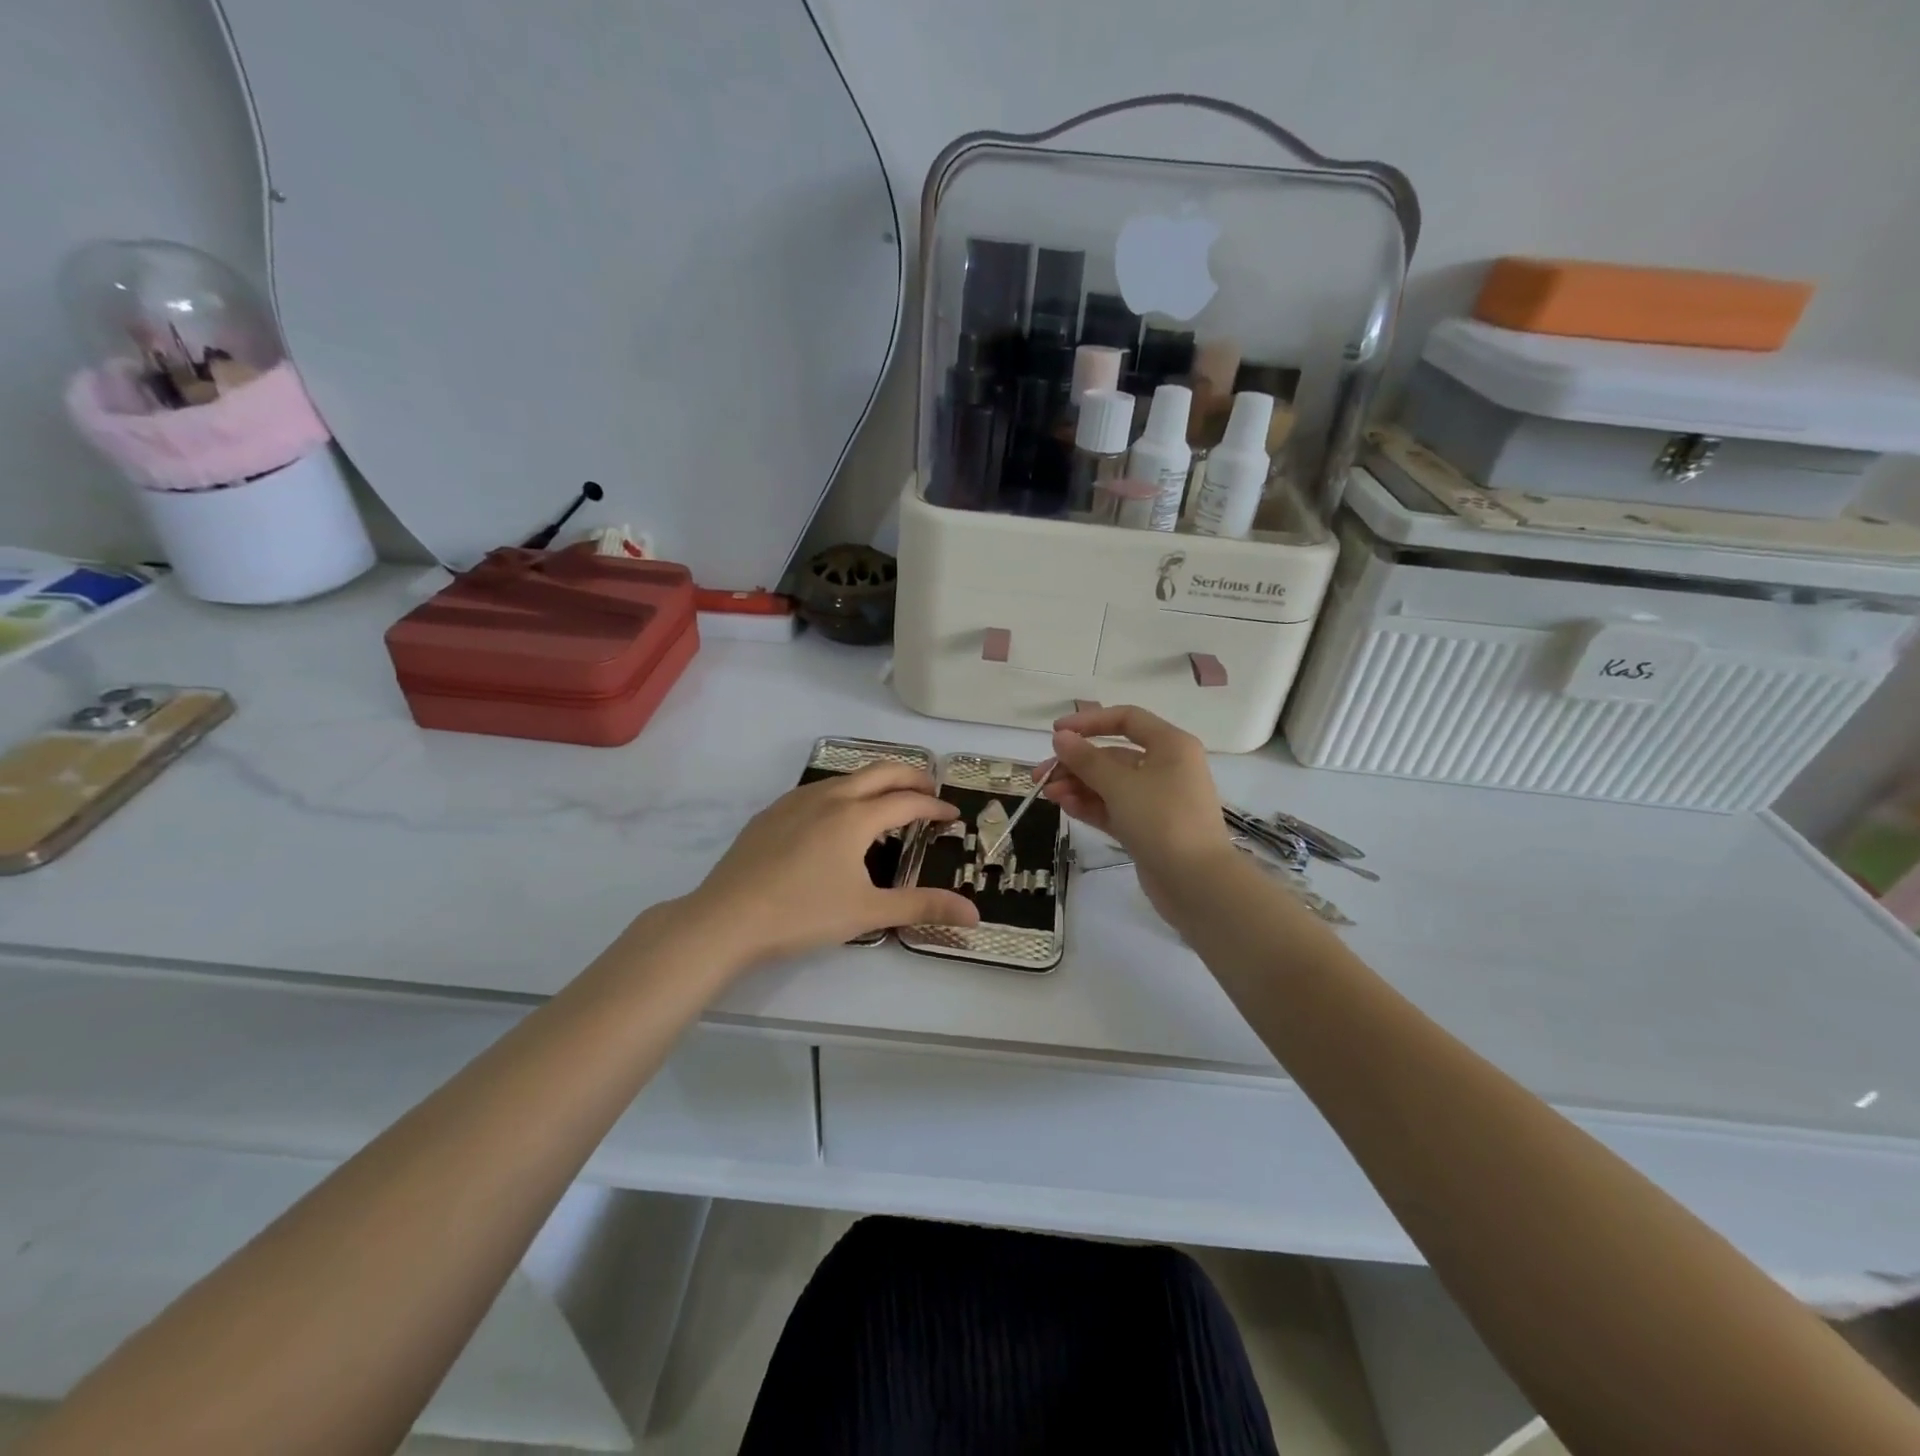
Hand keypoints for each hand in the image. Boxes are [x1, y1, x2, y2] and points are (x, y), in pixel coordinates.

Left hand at [679, 763, 977, 966]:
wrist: (726, 918)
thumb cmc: (803, 914)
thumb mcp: (868, 912)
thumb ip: (922, 907)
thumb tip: (974, 915)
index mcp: (855, 817)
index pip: (907, 802)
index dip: (935, 807)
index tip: (952, 816)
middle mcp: (829, 797)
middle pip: (880, 772)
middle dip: (911, 777)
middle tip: (930, 791)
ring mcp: (796, 801)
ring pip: (847, 777)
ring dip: (876, 781)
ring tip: (889, 802)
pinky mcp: (772, 812)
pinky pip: (819, 789)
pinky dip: (844, 792)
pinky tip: (837, 818)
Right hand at [1039, 705, 1232, 919]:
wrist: (1196, 882)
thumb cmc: (1162, 820)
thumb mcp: (1120, 784)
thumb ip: (1086, 759)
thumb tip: (1060, 738)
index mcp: (1170, 745)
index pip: (1126, 719)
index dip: (1089, 722)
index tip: (1056, 733)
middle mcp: (1166, 766)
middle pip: (1113, 755)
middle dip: (1075, 763)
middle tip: (1041, 776)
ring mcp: (1157, 799)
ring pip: (1110, 784)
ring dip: (1078, 786)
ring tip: (1049, 796)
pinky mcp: (1148, 827)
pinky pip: (1114, 808)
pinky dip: (1091, 805)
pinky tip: (1065, 807)